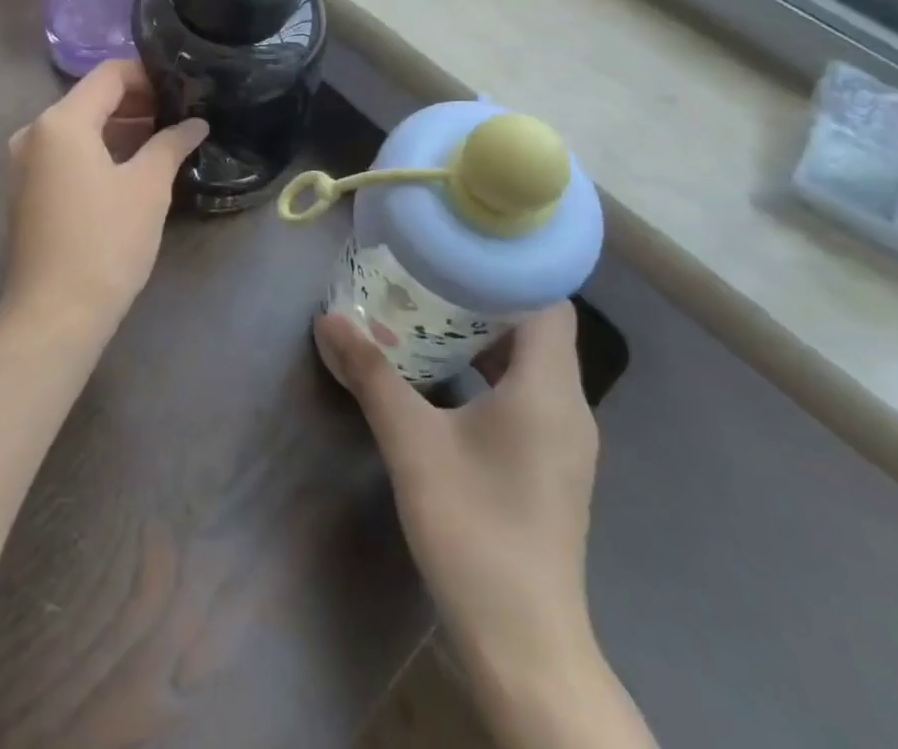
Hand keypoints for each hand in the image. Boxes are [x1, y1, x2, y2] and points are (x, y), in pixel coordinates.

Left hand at [1, 60, 207, 338]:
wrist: (53, 315)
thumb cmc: (105, 242)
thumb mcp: (147, 188)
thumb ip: (171, 144)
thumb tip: (195, 123)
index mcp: (61, 121)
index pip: (109, 75)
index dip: (148, 75)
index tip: (182, 88)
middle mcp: (34, 132)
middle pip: (91, 99)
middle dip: (136, 103)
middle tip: (179, 115)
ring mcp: (25, 163)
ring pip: (79, 128)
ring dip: (119, 128)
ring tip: (163, 140)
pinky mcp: (26, 190)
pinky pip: (66, 153)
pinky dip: (98, 150)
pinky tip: (131, 167)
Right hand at [315, 303, 599, 669]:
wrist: (525, 645)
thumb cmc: (475, 531)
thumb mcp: (412, 444)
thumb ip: (372, 376)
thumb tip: (330, 318)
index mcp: (548, 390)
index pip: (549, 302)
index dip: (508, 271)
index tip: (456, 253)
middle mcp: (567, 407)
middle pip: (537, 328)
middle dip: (482, 298)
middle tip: (425, 276)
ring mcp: (562, 440)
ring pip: (529, 363)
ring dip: (482, 336)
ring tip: (425, 315)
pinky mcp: (549, 465)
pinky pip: (524, 394)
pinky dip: (487, 372)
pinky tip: (440, 377)